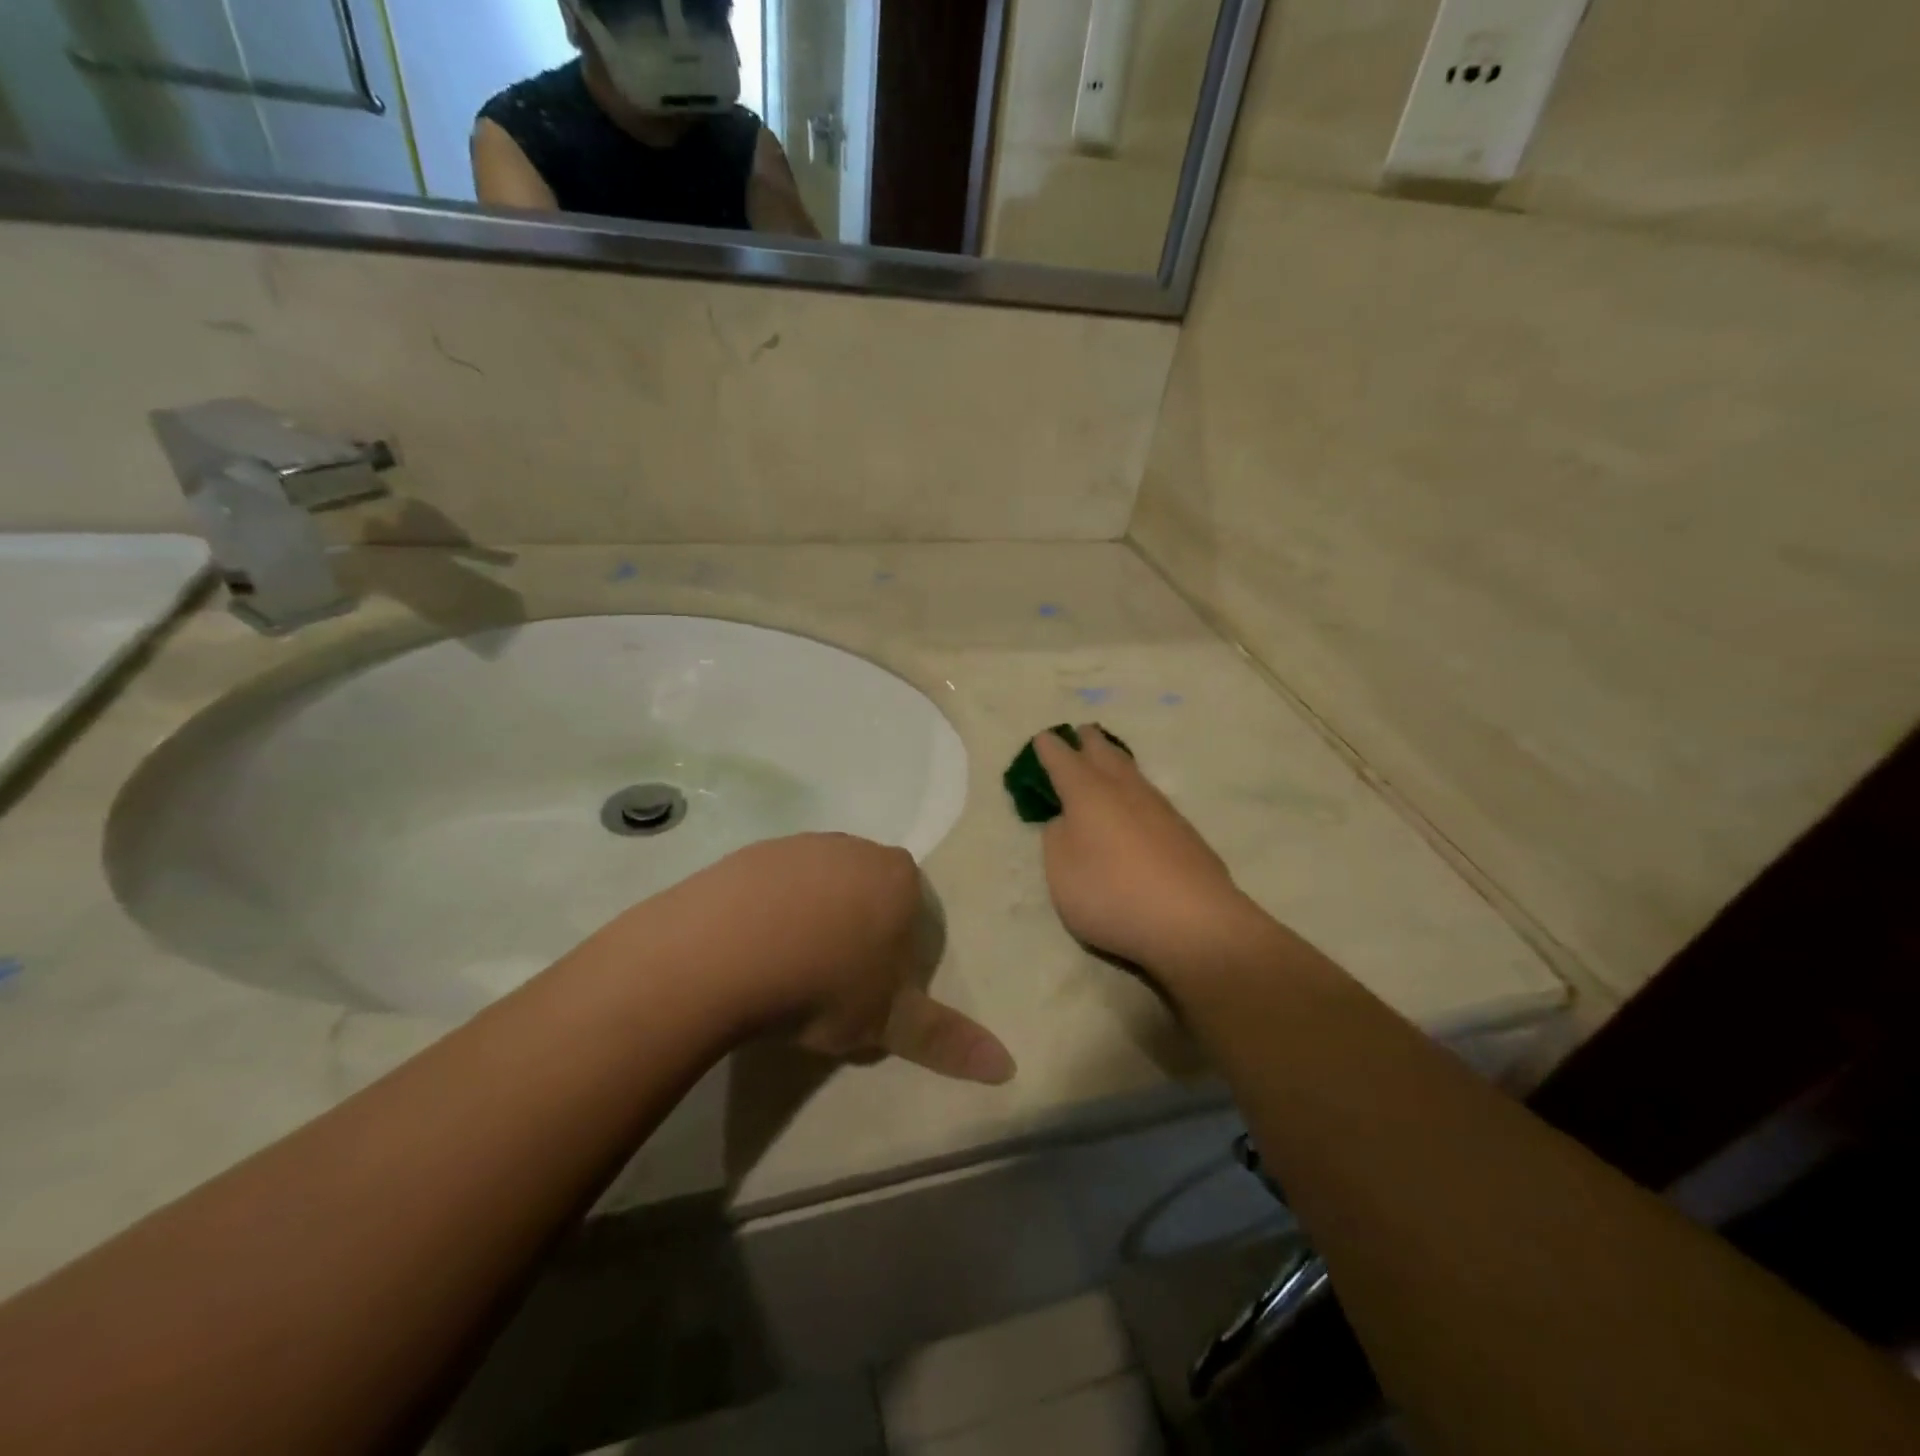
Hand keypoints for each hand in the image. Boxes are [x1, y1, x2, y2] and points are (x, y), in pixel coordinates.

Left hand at [659, 834, 1015, 1085]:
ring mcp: (802, 845)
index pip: (914, 911)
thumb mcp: (889, 1021)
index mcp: (899, 876)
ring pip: (820, 886)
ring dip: (812, 920)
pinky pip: (774, 884)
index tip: (869, 988)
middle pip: (868, 893)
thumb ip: (947, 1040)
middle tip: (830, 982)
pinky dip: (770, 911)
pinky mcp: (753, 852)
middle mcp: (856, 848)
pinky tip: (752, 949)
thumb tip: (1007, 1067)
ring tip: (786, 970)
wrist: (724, 952)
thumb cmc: (824, 983)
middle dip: (857, 931)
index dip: (896, 952)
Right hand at [1033, 727, 1257, 984]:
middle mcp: (1124, 790)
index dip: (1049, 748)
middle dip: (1089, 742)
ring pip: (1132, 772)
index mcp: (1087, 793)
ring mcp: (1159, 808)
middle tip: (1081, 732)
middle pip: (1104, 754)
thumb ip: (1057, 840)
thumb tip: (1068, 822)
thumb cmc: (1112, 894)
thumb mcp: (1061, 873)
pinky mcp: (1184, 831)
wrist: (1193, 921)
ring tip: (1108, 758)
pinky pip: (1150, 796)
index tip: (1043, 738)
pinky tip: (1137, 804)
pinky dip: (1135, 790)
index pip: (1062, 760)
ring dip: (1116, 761)